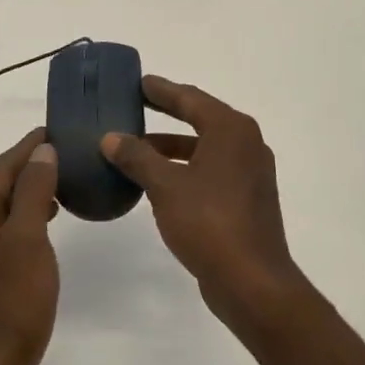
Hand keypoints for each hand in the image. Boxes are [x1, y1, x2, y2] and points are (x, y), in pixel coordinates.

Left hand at [0, 130, 60, 364]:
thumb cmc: (12, 303)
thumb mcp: (28, 240)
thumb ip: (33, 192)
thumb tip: (41, 151)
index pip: (1, 167)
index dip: (28, 146)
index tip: (55, 129)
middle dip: (29, 165)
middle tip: (65, 152)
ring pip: (3, 208)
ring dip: (29, 190)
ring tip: (62, 180)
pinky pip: (6, 230)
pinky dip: (27, 216)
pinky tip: (47, 220)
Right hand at [102, 77, 303, 331]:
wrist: (253, 283)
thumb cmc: (209, 222)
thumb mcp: (165, 186)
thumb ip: (137, 157)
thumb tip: (111, 138)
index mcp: (231, 130)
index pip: (190, 98)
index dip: (162, 90)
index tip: (138, 82)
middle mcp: (245, 145)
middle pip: (200, 119)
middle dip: (167, 113)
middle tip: (135, 105)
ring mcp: (249, 174)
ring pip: (203, 148)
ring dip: (171, 147)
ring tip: (135, 148)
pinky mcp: (246, 201)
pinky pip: (209, 171)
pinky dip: (183, 169)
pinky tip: (156, 181)